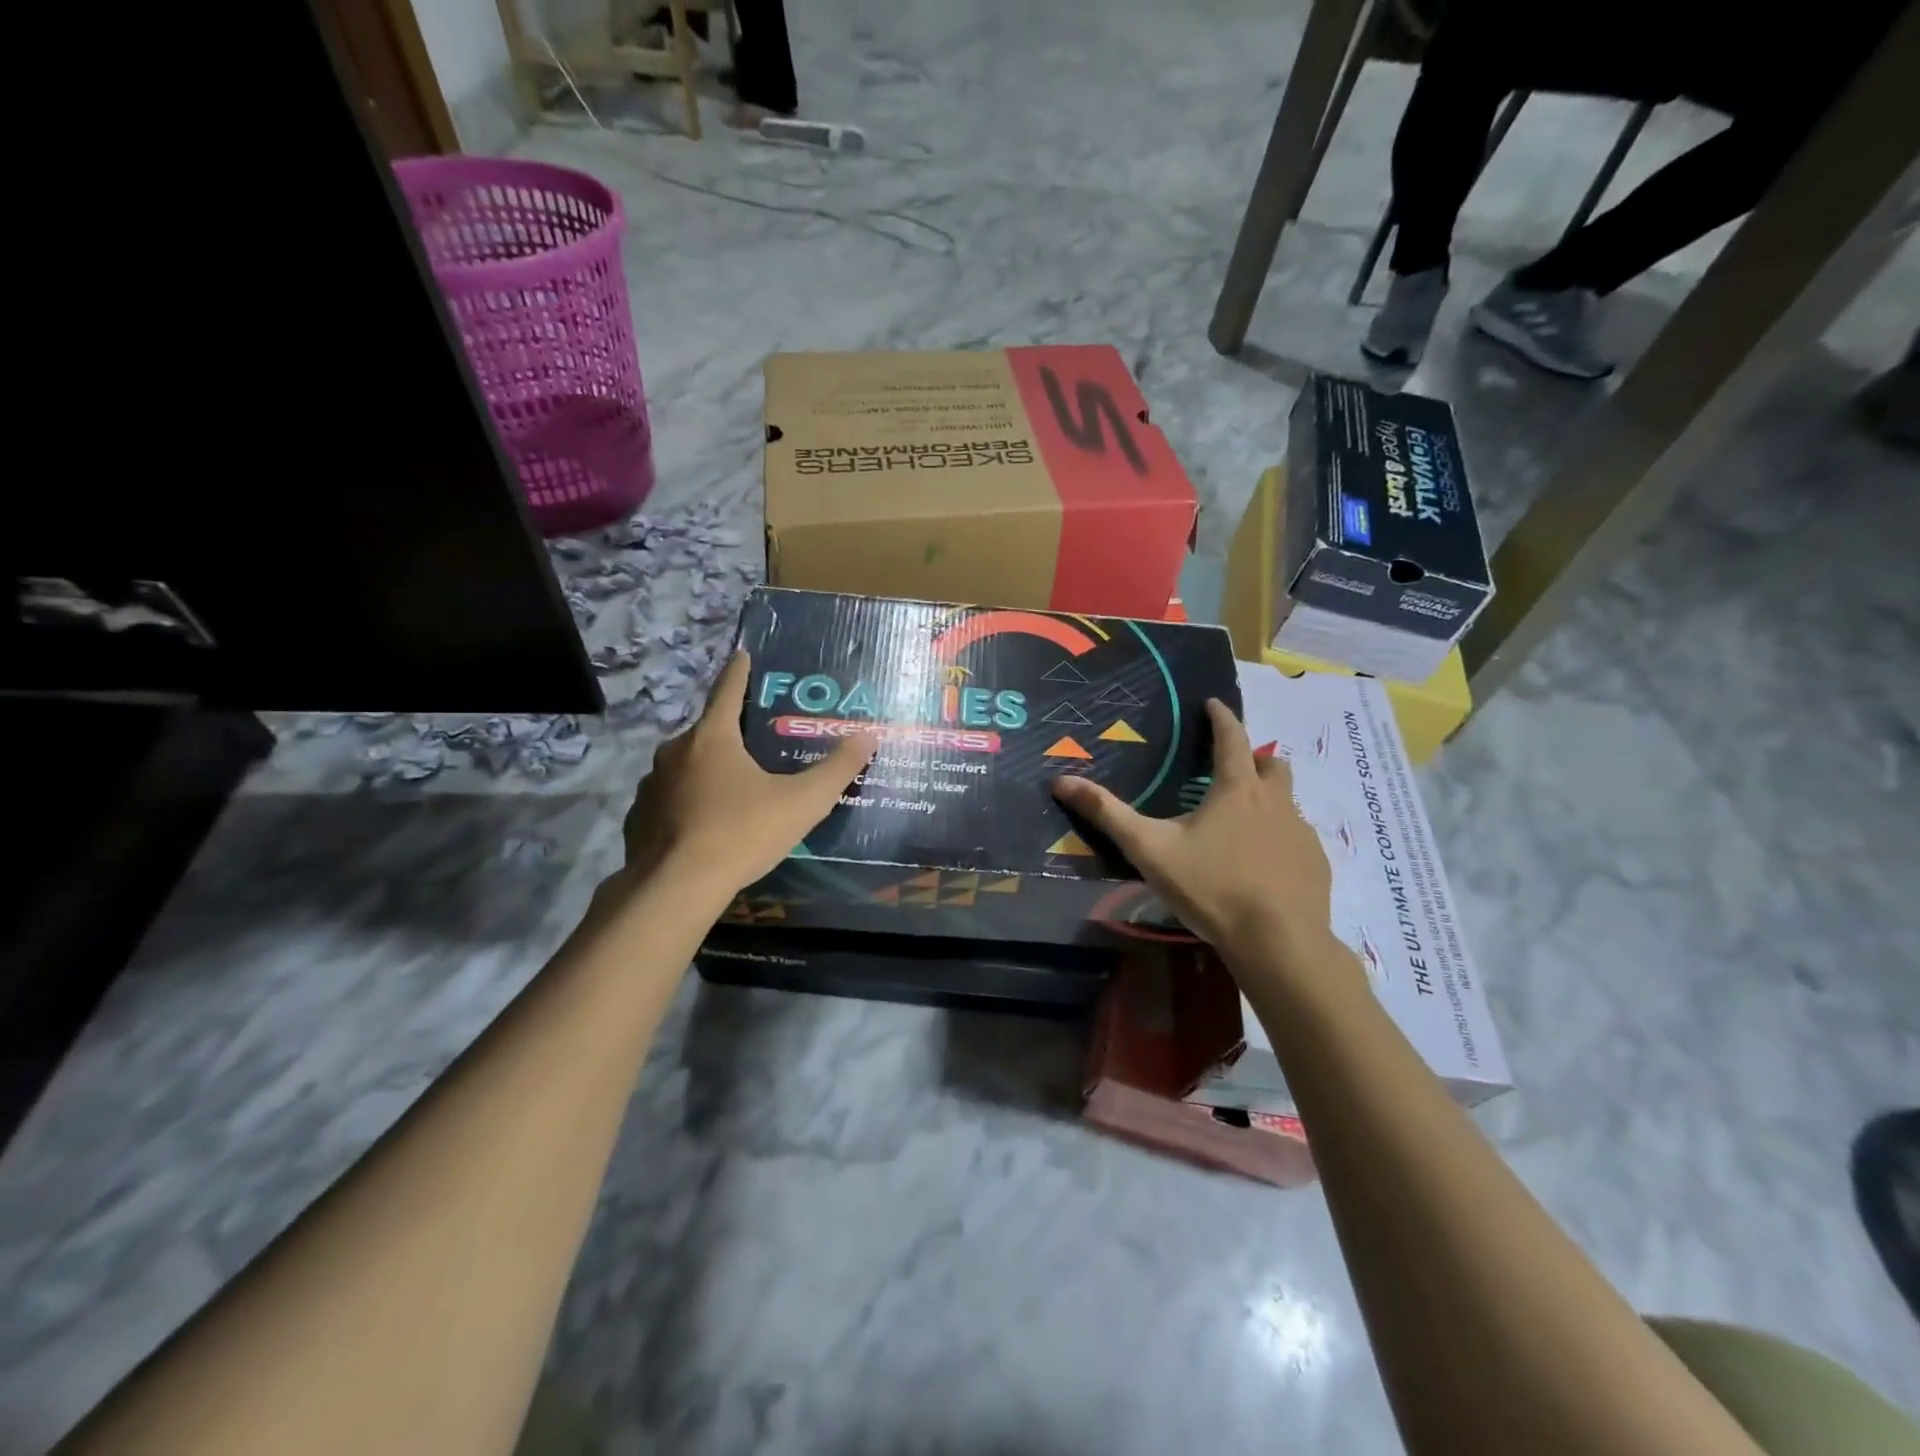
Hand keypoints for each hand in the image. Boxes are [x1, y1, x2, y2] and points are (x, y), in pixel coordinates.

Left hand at [622, 651, 877, 900]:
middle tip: (754, 746)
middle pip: (707, 733)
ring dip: (706, 772)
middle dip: (729, 734)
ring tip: (731, 792)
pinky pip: (668, 801)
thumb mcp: (803, 802)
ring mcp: (651, 786)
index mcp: (712, 738)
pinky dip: (686, 804)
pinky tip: (702, 826)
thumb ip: (837, 769)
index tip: (742, 654)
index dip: (739, 672)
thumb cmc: (743, 833)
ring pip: (685, 768)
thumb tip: (868, 737)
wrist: (677, 888)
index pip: (728, 691)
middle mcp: (675, 752)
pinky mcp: (639, 819)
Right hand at [1051, 698, 1338, 966]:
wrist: (1279, 942)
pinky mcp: (1316, 863)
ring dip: (1269, 798)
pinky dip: (1281, 837)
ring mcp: (1301, 832)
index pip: (1231, 737)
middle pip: (1271, 763)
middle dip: (1252, 757)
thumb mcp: (1150, 849)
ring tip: (1244, 819)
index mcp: (1236, 790)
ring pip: (1288, 800)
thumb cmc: (1211, 887)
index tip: (1213, 704)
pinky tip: (1264, 864)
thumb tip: (1061, 781)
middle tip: (1231, 768)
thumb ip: (1108, 814)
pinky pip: (1298, 837)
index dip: (1220, 717)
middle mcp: (1275, 802)